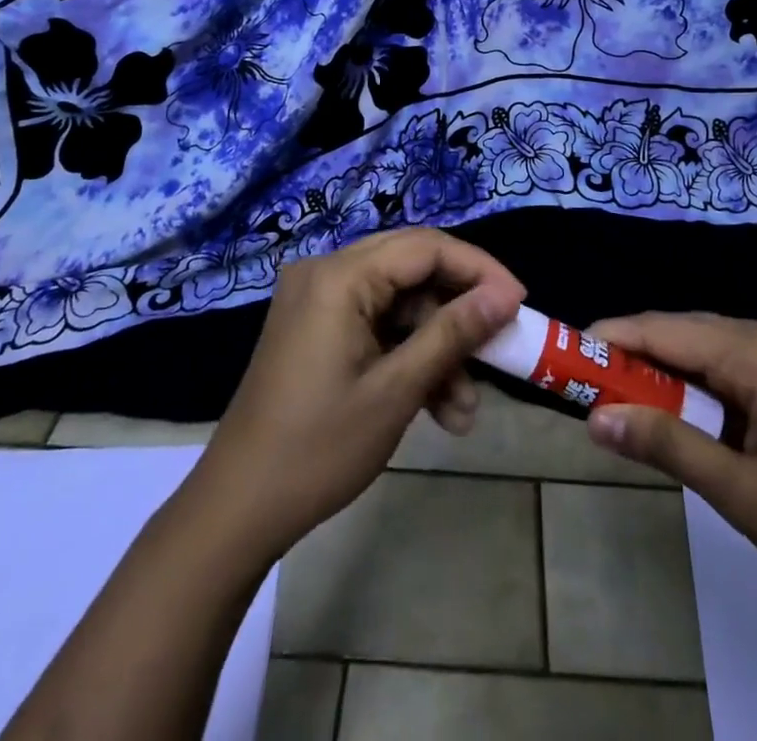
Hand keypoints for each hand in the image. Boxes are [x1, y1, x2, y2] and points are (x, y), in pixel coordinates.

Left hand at [189, 229, 524, 559]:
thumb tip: (504, 296)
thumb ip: (453, 334)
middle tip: (500, 342)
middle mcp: (326, 272)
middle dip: (459, 309)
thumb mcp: (396, 391)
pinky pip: (377, 323)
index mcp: (339, 276)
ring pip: (399, 303)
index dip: (478, 270)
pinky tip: (438, 407)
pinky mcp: (317, 326)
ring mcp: (318, 299)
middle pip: (413, 269)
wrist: (237, 509)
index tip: (519, 303)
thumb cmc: (318, 448)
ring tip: (464, 410)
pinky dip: (408, 356)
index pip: (425, 247)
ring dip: (436, 347)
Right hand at [584, 312, 756, 631]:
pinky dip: (696, 384)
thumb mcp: (744, 495)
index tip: (566, 353)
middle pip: (685, 332)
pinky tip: (678, 410)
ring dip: (664, 372)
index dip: (613, 337)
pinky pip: (730, 364)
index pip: (667, 329)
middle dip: (634, 356)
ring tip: (620, 399)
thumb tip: (596, 418)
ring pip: (706, 347)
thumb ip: (668, 446)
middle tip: (585, 385)